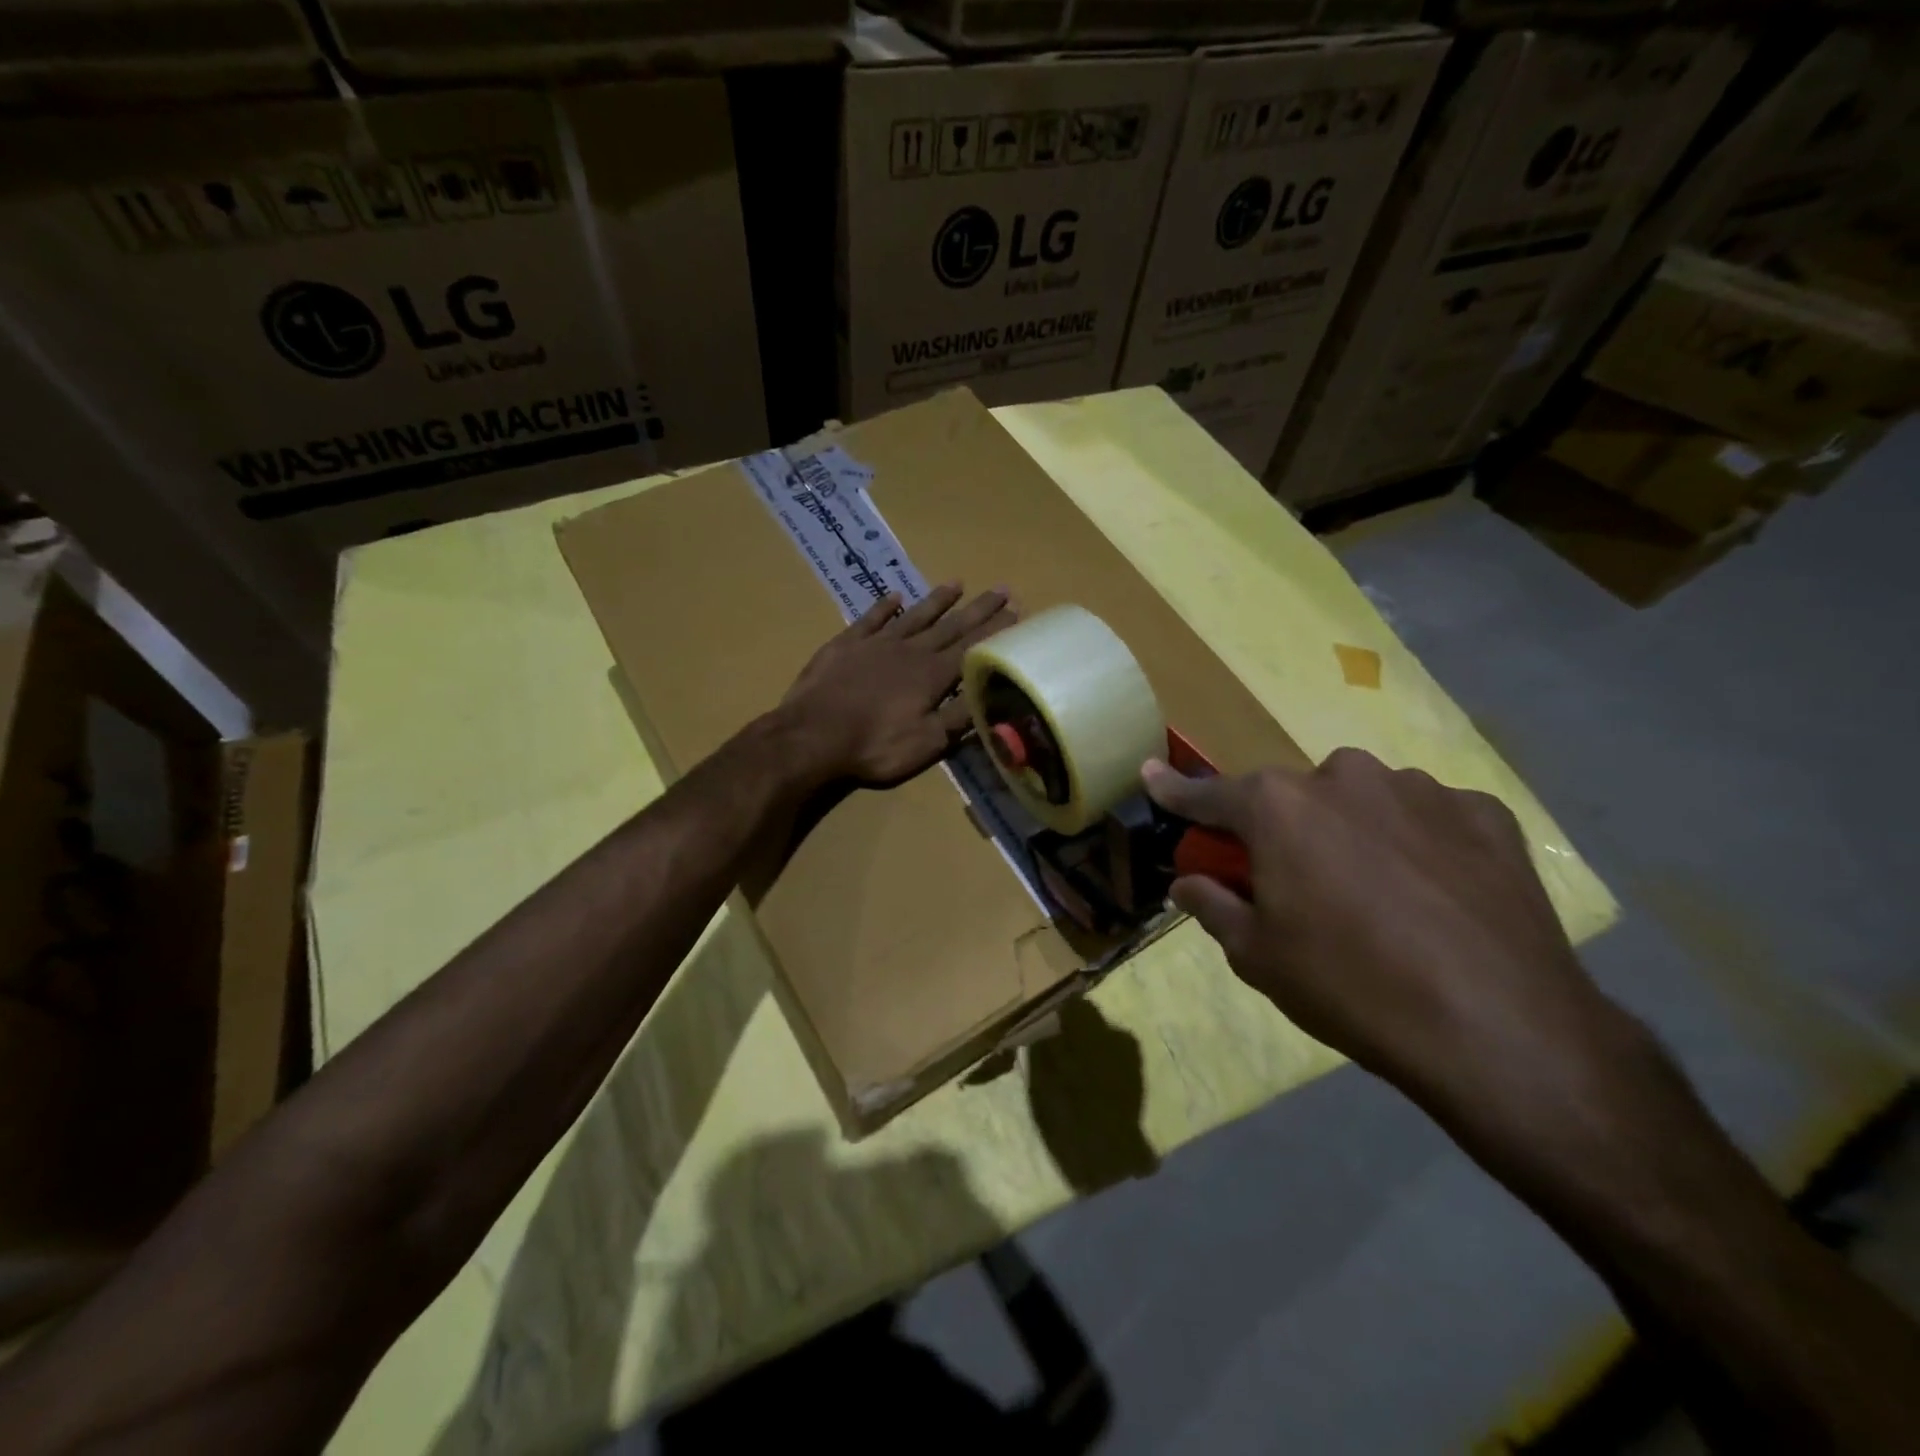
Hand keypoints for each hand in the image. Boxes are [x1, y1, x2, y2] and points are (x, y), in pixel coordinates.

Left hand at [781, 583, 1015, 786]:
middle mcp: (910, 651)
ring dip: (938, 600)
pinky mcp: (846, 644)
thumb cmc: (875, 746)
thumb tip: (991, 696)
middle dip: (978, 609)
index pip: (972, 648)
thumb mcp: (927, 743)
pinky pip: (872, 618)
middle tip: (1001, 589)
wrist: (813, 735)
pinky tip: (896, 596)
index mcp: (933, 676)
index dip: (995, 631)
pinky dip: (886, 606)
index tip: (1016, 612)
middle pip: (950, 626)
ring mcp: (877, 643)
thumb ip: (959, 718)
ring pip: (915, 616)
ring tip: (958, 583)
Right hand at [1143, 750, 1626, 1117]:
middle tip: (1299, 884)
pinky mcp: (1486, 813)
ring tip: (1380, 896)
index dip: (1175, 791)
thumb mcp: (1259, 957)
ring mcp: (1421, 789)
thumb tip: (1188, 883)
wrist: (1501, 1030)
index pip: (1208, 795)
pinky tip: (1438, 893)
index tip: (1151, 774)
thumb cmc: (1352, 987)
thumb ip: (1213, 906)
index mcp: (1279, 807)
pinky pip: (1429, 817)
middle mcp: (1344, 777)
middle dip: (1285, 830)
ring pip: (1364, 800)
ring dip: (1355, 832)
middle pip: (1294, 797)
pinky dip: (1419, 842)